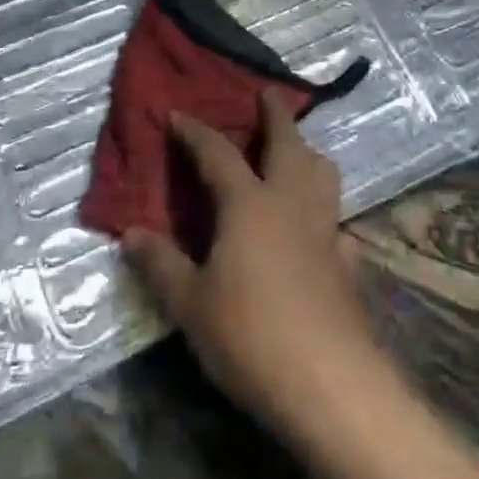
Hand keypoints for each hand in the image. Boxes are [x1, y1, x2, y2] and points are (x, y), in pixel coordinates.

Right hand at [123, 95, 393, 446]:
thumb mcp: (191, 305)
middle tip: (267, 94)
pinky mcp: (349, 264)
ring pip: (324, 173)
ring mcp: (326, 231)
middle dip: (276, 114)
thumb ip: (161, 265)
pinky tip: (320, 230)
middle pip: (288, 143)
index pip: (217, 153)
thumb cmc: (251, 336)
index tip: (178, 114)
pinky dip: (327, 213)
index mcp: (249, 204)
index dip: (196, 131)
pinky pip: (339, 222)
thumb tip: (130, 234)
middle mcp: (290, 203)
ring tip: (297, 152)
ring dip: (309, 153)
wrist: (331, 385)